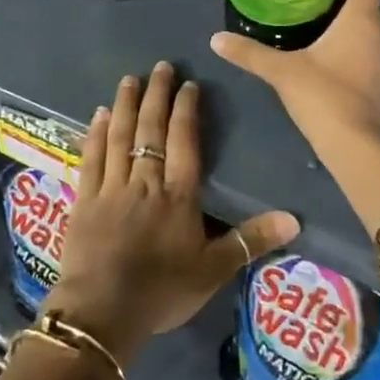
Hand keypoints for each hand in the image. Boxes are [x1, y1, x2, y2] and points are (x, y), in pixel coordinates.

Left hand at [46, 61, 299, 366]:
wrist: (102, 314)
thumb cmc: (162, 292)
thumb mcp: (214, 271)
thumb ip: (251, 240)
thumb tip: (295, 218)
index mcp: (178, 195)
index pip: (184, 141)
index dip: (186, 110)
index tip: (188, 84)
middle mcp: (145, 181)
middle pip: (151, 130)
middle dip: (157, 95)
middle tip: (161, 65)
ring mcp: (111, 188)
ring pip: (120, 136)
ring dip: (126, 105)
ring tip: (130, 79)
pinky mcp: (84, 200)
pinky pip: (91, 158)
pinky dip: (95, 134)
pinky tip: (98, 115)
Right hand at [209, 0, 379, 146]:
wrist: (358, 147)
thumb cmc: (324, 96)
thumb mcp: (281, 70)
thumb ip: (249, 52)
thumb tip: (215, 38)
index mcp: (362, 18)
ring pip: (369, 25)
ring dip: (347, 18)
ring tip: (313, 16)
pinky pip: (369, 47)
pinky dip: (352, 42)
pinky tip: (326, 52)